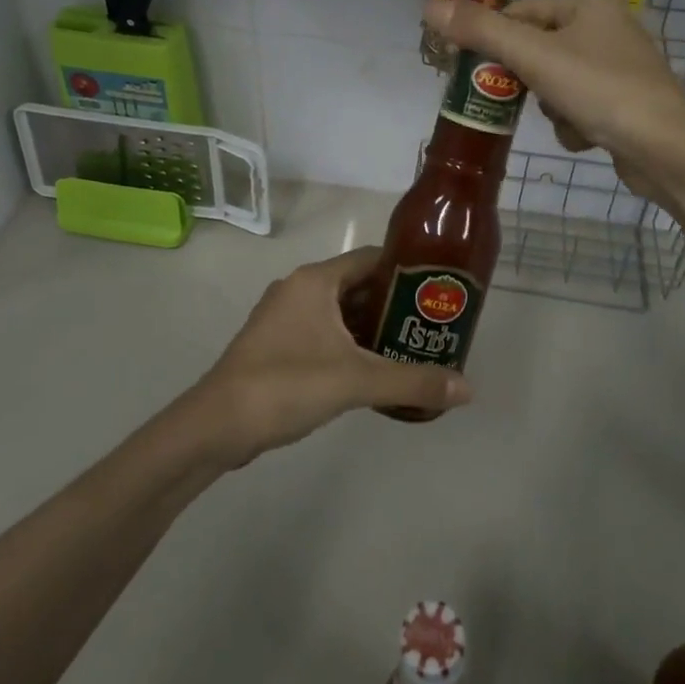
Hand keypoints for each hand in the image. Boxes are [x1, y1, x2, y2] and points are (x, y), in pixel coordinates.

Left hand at [191, 246, 471, 465]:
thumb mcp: (356, 381)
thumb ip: (412, 382)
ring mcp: (283, 316)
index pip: (371, 258)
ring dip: (371, 327)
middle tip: (430, 325)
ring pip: (339, 311)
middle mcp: (299, 288)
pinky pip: (322, 332)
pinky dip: (348, 344)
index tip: (437, 289)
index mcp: (315, 280)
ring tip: (410, 348)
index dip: (406, 270)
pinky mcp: (275, 344)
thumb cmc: (287, 384)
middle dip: (393, 304)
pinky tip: (371, 370)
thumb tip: (467, 388)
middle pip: (357, 285)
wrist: (216, 424)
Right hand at [422, 0, 684, 195]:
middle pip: (539, 47)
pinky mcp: (628, 101)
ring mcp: (622, 66)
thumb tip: (427, 6)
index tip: (473, 66)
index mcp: (588, 5)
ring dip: (550, 104)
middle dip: (526, 78)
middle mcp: (608, 27)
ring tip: (564, 118)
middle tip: (515, 98)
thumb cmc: (598, 90)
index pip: (522, 9)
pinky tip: (585, 136)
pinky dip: (575, 121)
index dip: (494, 36)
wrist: (665, 149)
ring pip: (557, 79)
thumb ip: (480, 31)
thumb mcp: (532, 57)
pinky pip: (581, 103)